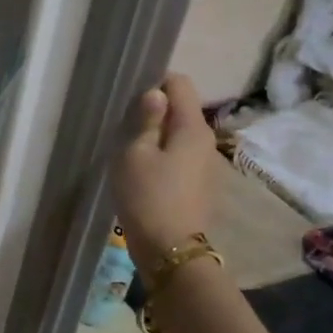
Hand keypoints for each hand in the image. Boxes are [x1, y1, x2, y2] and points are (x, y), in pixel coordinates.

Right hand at [111, 72, 226, 274]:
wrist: (170, 249)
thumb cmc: (147, 196)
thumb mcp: (135, 154)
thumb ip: (146, 120)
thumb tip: (156, 93)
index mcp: (192, 127)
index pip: (180, 83)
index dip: (155, 82)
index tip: (130, 99)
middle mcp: (207, 140)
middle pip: (182, 109)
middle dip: (156, 111)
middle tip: (125, 127)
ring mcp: (207, 164)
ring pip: (181, 134)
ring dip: (159, 135)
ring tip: (132, 151)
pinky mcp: (201, 184)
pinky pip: (182, 156)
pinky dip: (165, 155)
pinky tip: (146, 173)